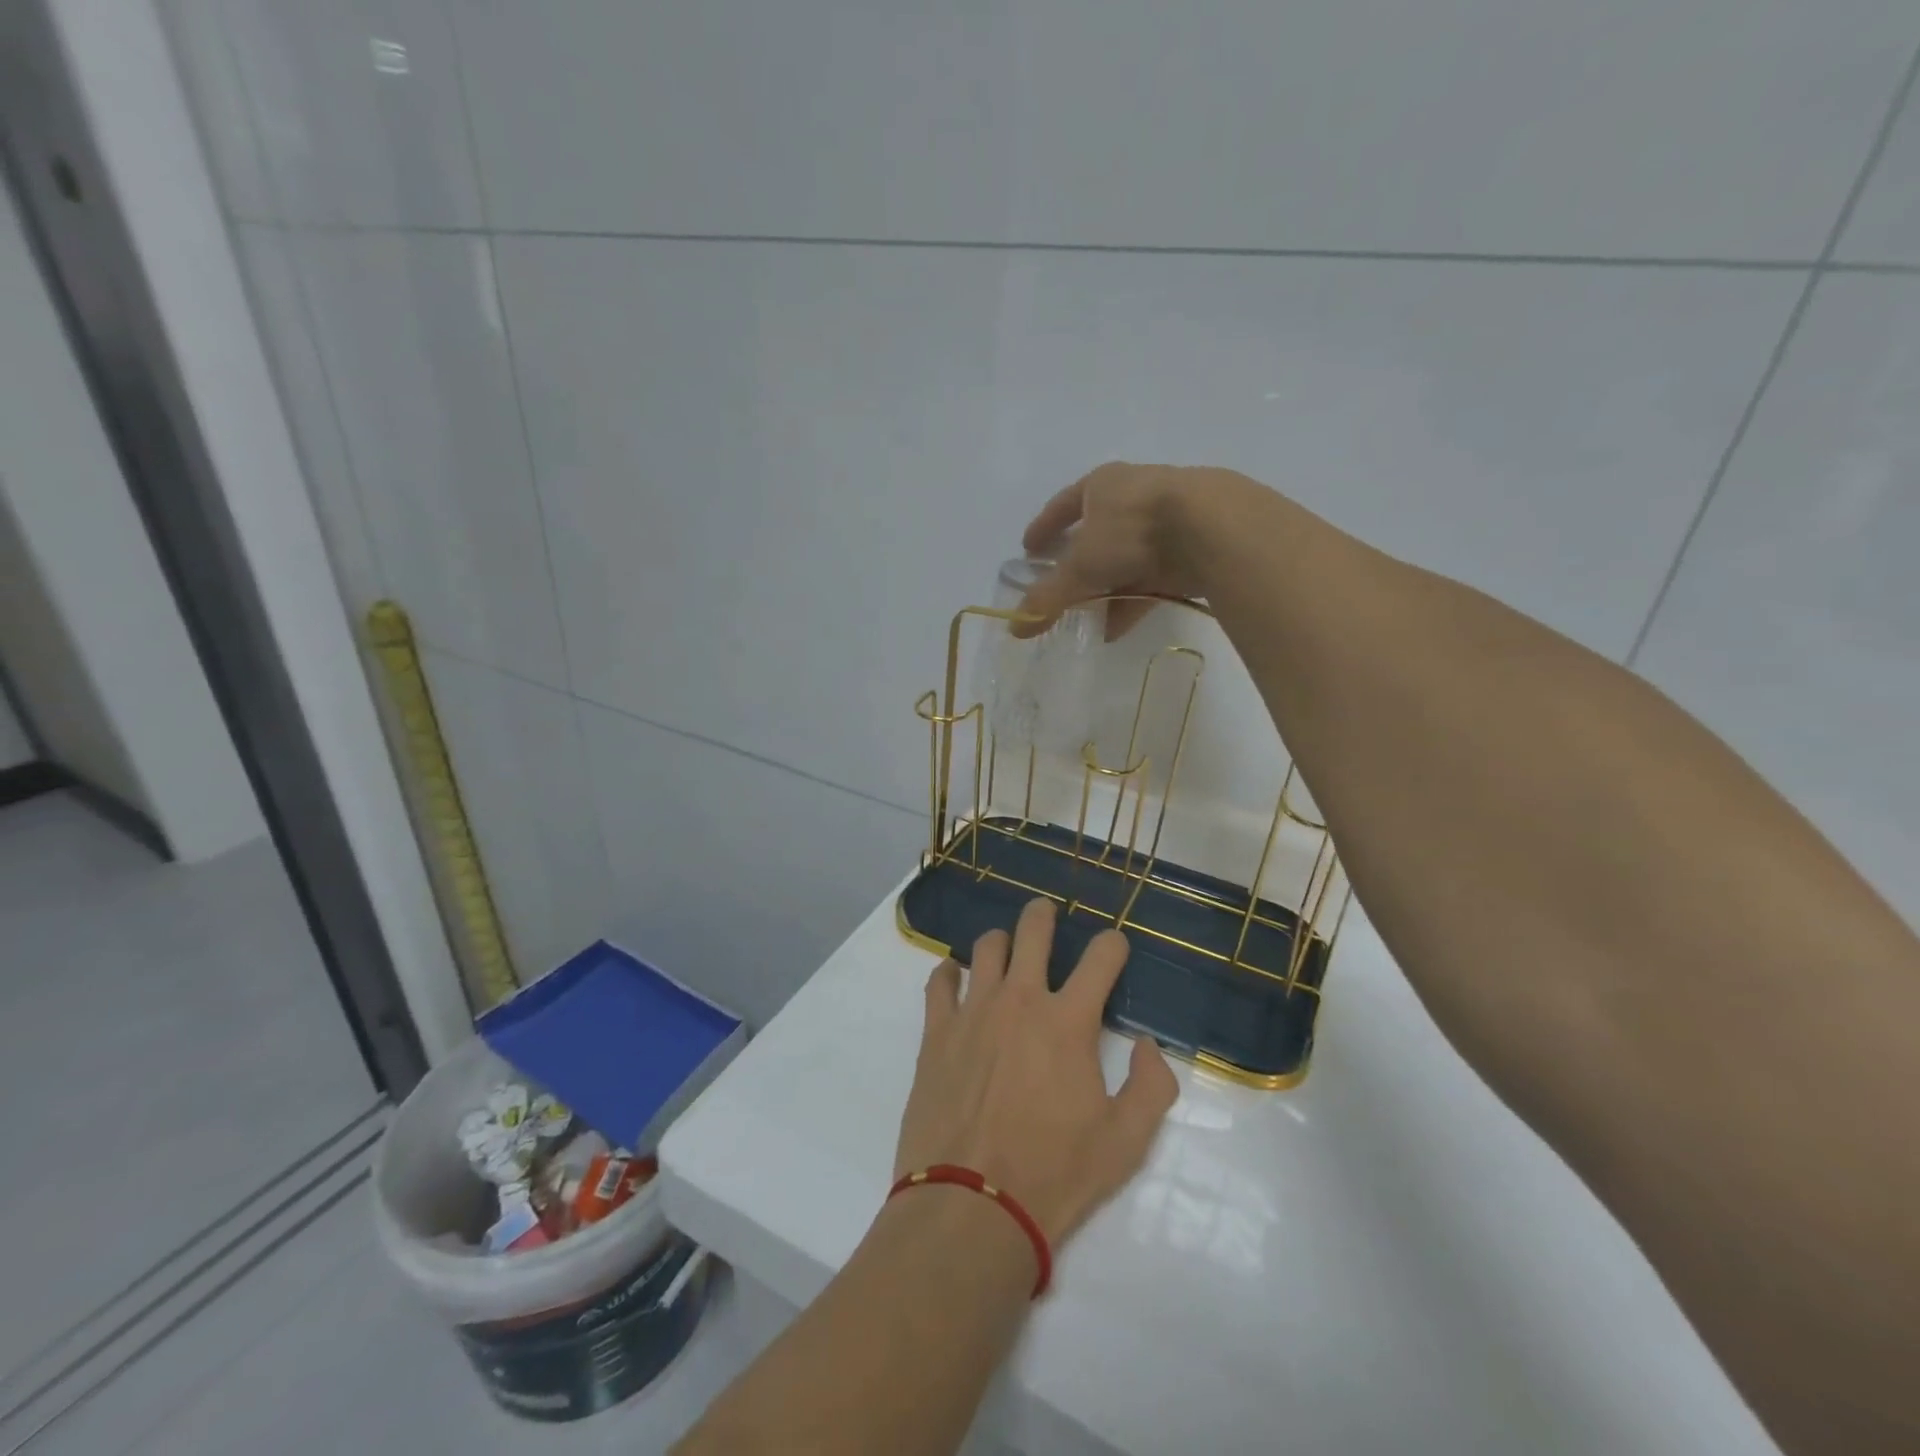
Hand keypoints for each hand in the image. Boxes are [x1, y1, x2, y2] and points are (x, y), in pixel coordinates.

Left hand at [894, 898, 1179, 1246]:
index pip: (1101, 957)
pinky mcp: (936, 1032)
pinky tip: (955, 980)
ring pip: (986, 948)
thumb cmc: (1054, 1174)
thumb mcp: (1126, 1142)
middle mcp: (1020, 1001)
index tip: (1114, 949)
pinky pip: (939, 982)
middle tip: (1047, 915)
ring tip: (1005, 954)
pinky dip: (949, 973)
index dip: (1113, 945)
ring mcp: (973, 1011)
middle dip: (1045, 915)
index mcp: (1069, 1021)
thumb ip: (1151, 1086)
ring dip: (1001, 944)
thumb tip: (1145, 1044)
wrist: (972, 1205)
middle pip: (1033, 930)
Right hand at [1016, 461, 1248, 638]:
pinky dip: (1131, 602)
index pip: (1063, 505)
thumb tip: (1014, 628)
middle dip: (1077, 564)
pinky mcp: (1189, 549)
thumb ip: (1048, 597)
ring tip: (1085, 618)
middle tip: (1059, 588)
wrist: (1211, 527)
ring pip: (1124, 560)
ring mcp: (1165, 522)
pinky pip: (1150, 579)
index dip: (1043, 528)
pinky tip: (1116, 629)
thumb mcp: (1082, 566)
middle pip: (1096, 533)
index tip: (1027, 549)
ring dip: (1104, 589)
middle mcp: (1133, 496)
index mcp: (1102, 485)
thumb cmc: (1132, 530)